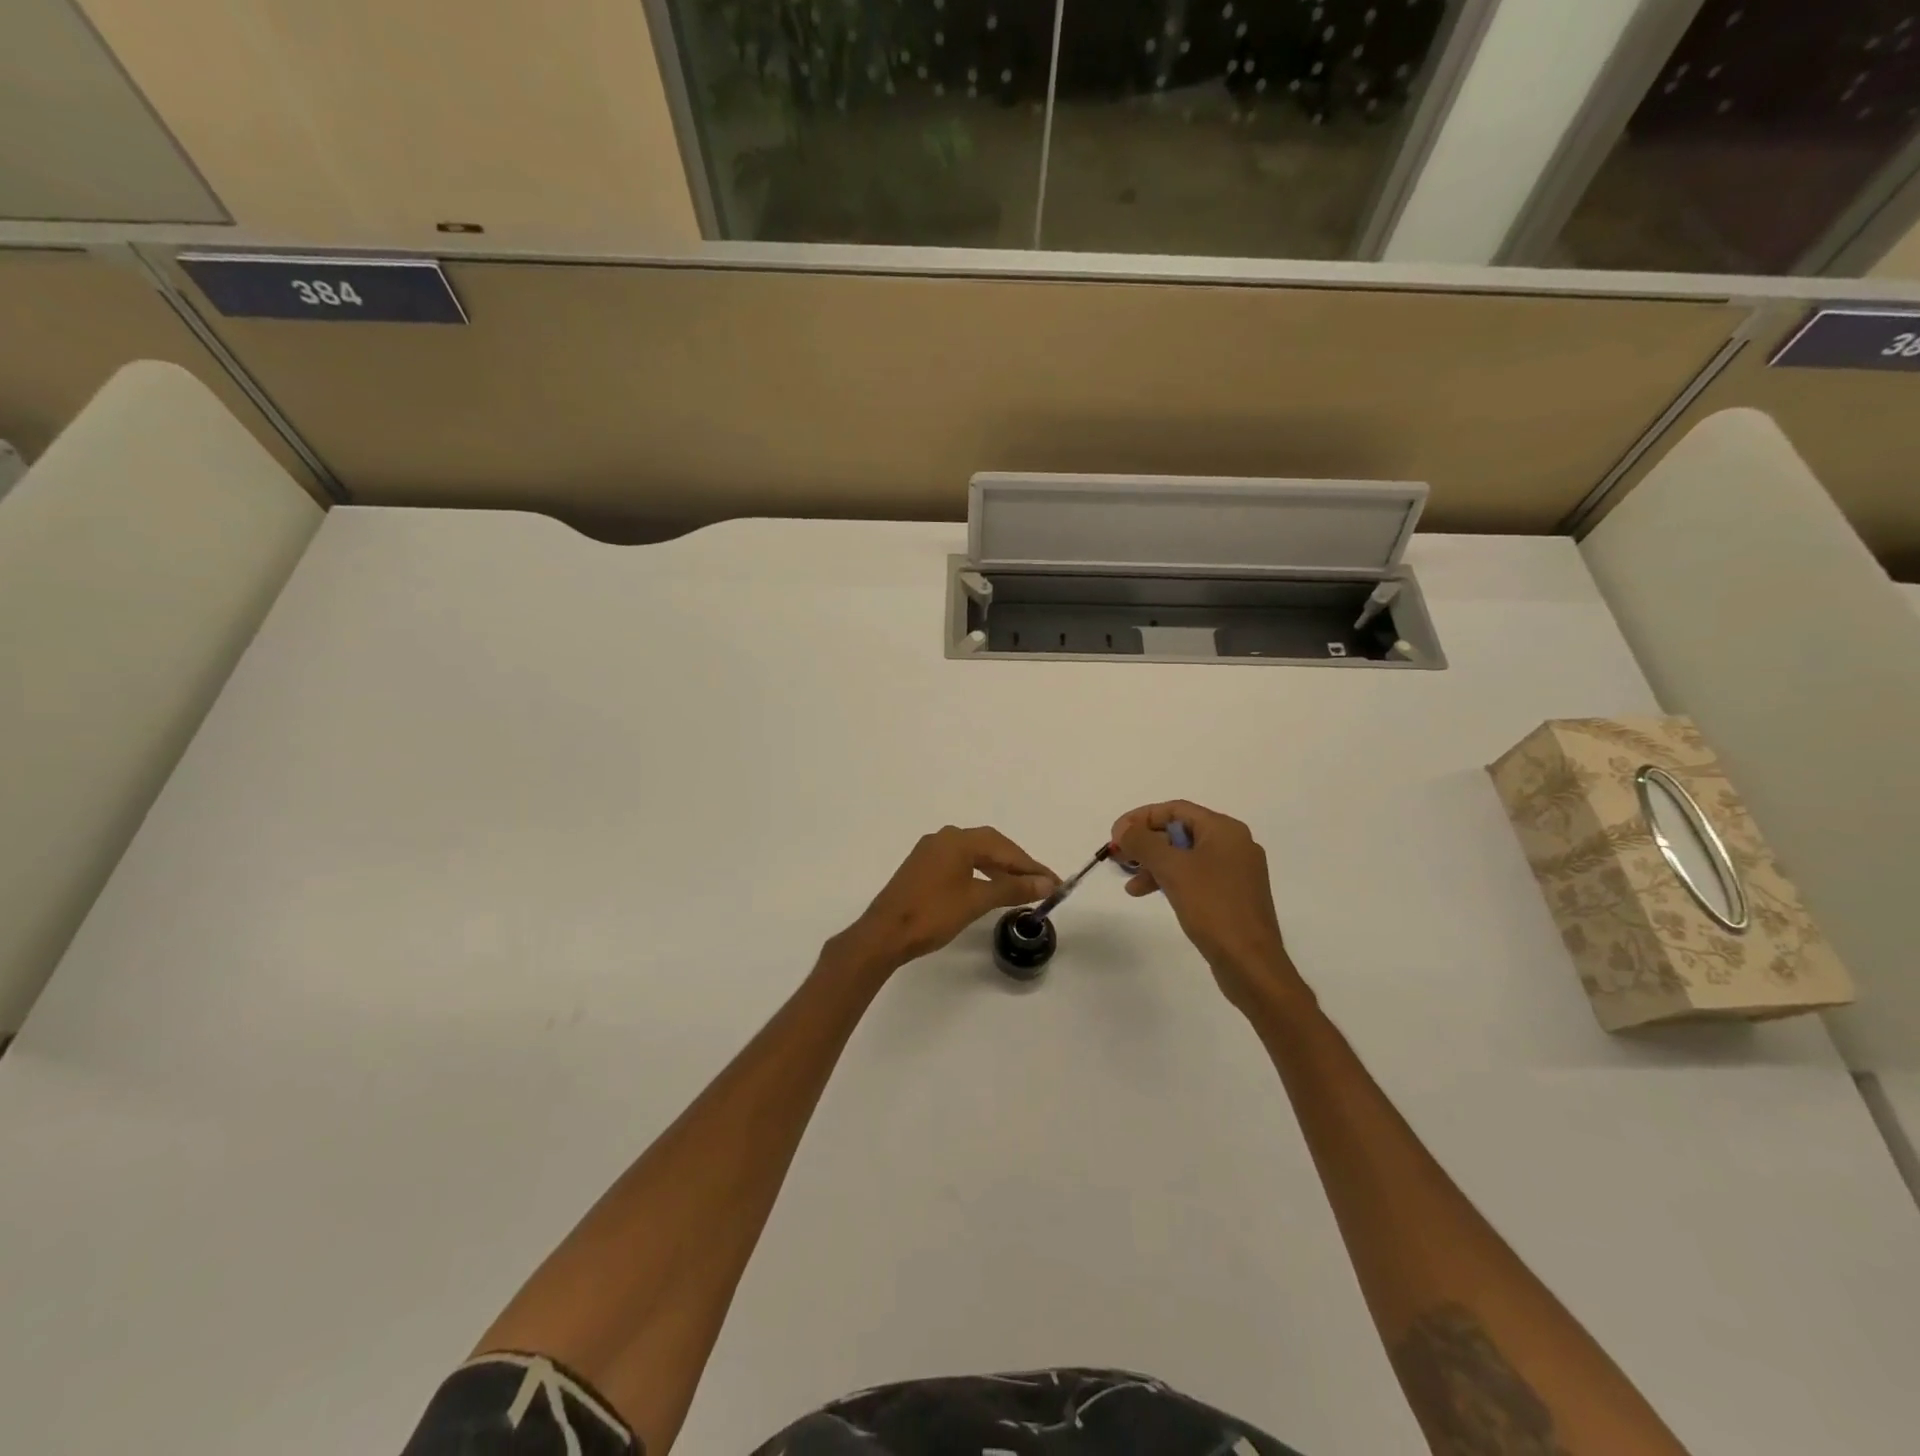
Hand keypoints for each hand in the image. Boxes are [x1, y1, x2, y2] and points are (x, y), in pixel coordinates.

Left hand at [836, 826, 1057, 975]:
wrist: (884, 934)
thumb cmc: (932, 914)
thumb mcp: (977, 901)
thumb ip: (1013, 889)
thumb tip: (1046, 883)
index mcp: (957, 840)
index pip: (1004, 848)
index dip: (1031, 866)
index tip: (1054, 882)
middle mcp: (944, 838)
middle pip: (990, 846)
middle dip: (1017, 864)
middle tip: (1041, 884)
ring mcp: (930, 852)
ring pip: (975, 854)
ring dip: (999, 869)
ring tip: (1021, 888)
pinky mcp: (922, 867)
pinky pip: (960, 863)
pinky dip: (981, 873)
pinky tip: (990, 888)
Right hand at [1111, 800, 1308, 1015]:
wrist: (1250, 962)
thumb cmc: (1212, 907)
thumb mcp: (1172, 869)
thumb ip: (1143, 843)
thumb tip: (1123, 829)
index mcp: (1225, 830)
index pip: (1175, 810)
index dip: (1141, 818)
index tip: (1115, 835)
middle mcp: (1233, 844)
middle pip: (1179, 831)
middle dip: (1145, 843)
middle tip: (1118, 857)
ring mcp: (1234, 871)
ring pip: (1184, 856)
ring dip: (1153, 864)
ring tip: (1130, 884)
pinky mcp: (1231, 895)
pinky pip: (1194, 876)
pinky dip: (1170, 880)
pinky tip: (1150, 894)